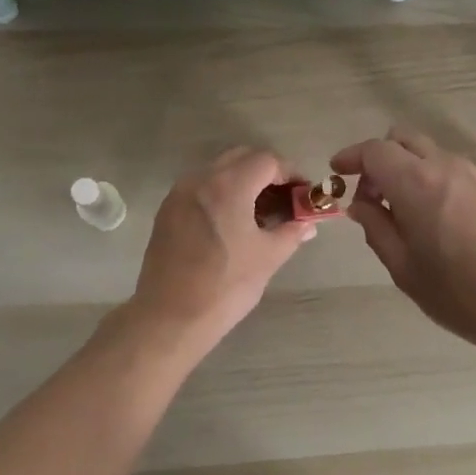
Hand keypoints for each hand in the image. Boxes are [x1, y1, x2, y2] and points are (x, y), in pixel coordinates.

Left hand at [127, 148, 312, 355]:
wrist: (170, 317)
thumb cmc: (225, 286)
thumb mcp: (268, 258)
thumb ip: (291, 232)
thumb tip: (308, 224)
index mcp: (229, 185)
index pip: (267, 161)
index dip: (290, 173)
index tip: (302, 195)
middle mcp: (201, 179)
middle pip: (241, 158)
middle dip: (267, 173)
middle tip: (284, 200)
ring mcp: (179, 193)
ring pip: (218, 171)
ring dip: (243, 181)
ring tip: (260, 212)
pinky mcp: (167, 210)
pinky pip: (201, 188)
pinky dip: (221, 193)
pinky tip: (232, 222)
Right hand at [330, 128, 475, 357]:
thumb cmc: (460, 294)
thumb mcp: (404, 269)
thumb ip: (376, 228)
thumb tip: (361, 204)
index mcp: (417, 183)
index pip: (375, 150)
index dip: (352, 157)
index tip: (338, 171)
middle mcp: (447, 166)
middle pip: (403, 139)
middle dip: (381, 159)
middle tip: (373, 197)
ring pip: (432, 153)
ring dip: (411, 170)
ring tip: (410, 214)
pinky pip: (456, 169)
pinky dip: (438, 180)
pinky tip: (444, 219)